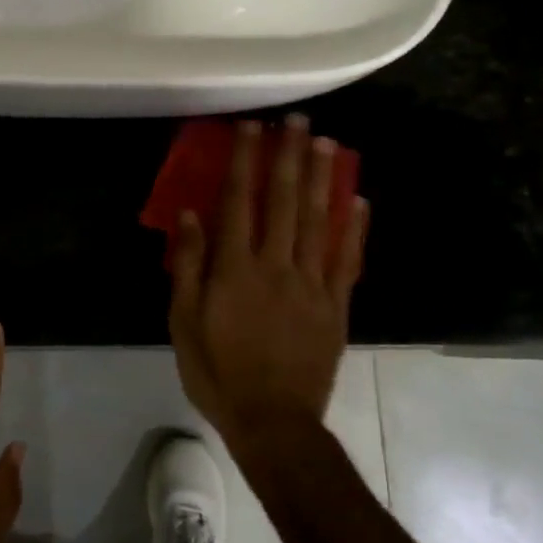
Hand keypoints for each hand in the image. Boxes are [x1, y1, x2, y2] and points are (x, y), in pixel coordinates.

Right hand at [168, 115, 369, 454]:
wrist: (273, 422)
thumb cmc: (218, 371)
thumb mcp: (183, 321)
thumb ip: (189, 265)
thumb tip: (191, 215)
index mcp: (235, 268)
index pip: (239, 202)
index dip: (244, 161)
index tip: (251, 128)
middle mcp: (276, 265)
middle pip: (285, 201)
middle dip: (289, 157)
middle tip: (297, 121)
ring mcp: (312, 284)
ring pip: (319, 221)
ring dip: (322, 179)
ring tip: (327, 143)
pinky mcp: (336, 306)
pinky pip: (348, 260)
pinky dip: (355, 228)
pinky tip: (359, 200)